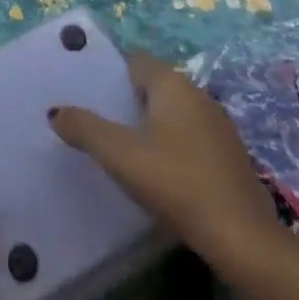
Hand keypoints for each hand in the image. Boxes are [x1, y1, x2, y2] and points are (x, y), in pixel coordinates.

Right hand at [48, 51, 289, 277]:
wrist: (243, 239)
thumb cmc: (176, 182)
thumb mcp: (120, 155)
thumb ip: (85, 128)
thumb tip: (55, 112)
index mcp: (172, 83)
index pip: (135, 60)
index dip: (110, 71)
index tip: (88, 90)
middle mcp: (198, 93)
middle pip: (153, 85)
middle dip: (127, 99)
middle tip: (99, 121)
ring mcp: (219, 124)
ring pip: (173, 112)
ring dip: (150, 124)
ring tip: (124, 148)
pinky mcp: (230, 155)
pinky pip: (191, 136)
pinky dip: (172, 145)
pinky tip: (160, 172)